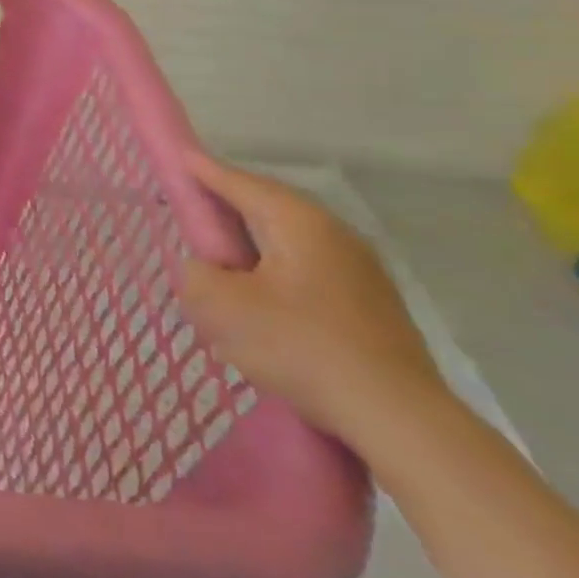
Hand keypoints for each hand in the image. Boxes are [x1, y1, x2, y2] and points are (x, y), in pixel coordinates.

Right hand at [179, 150, 446, 445]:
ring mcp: (360, 270)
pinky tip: (264, 301)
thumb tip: (206, 270)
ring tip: (223, 262)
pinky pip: (308, 271)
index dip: (202, 169)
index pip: (238, 181)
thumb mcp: (221, 307)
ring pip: (289, 242)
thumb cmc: (302, 347)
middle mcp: (334, 233)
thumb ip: (197, 274)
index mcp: (297, 221)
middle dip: (228, 207)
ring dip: (253, 245)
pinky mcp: (372, 305)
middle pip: (267, 207)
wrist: (400, 420)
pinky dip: (277, 272)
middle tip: (193, 212)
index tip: (178, 157)